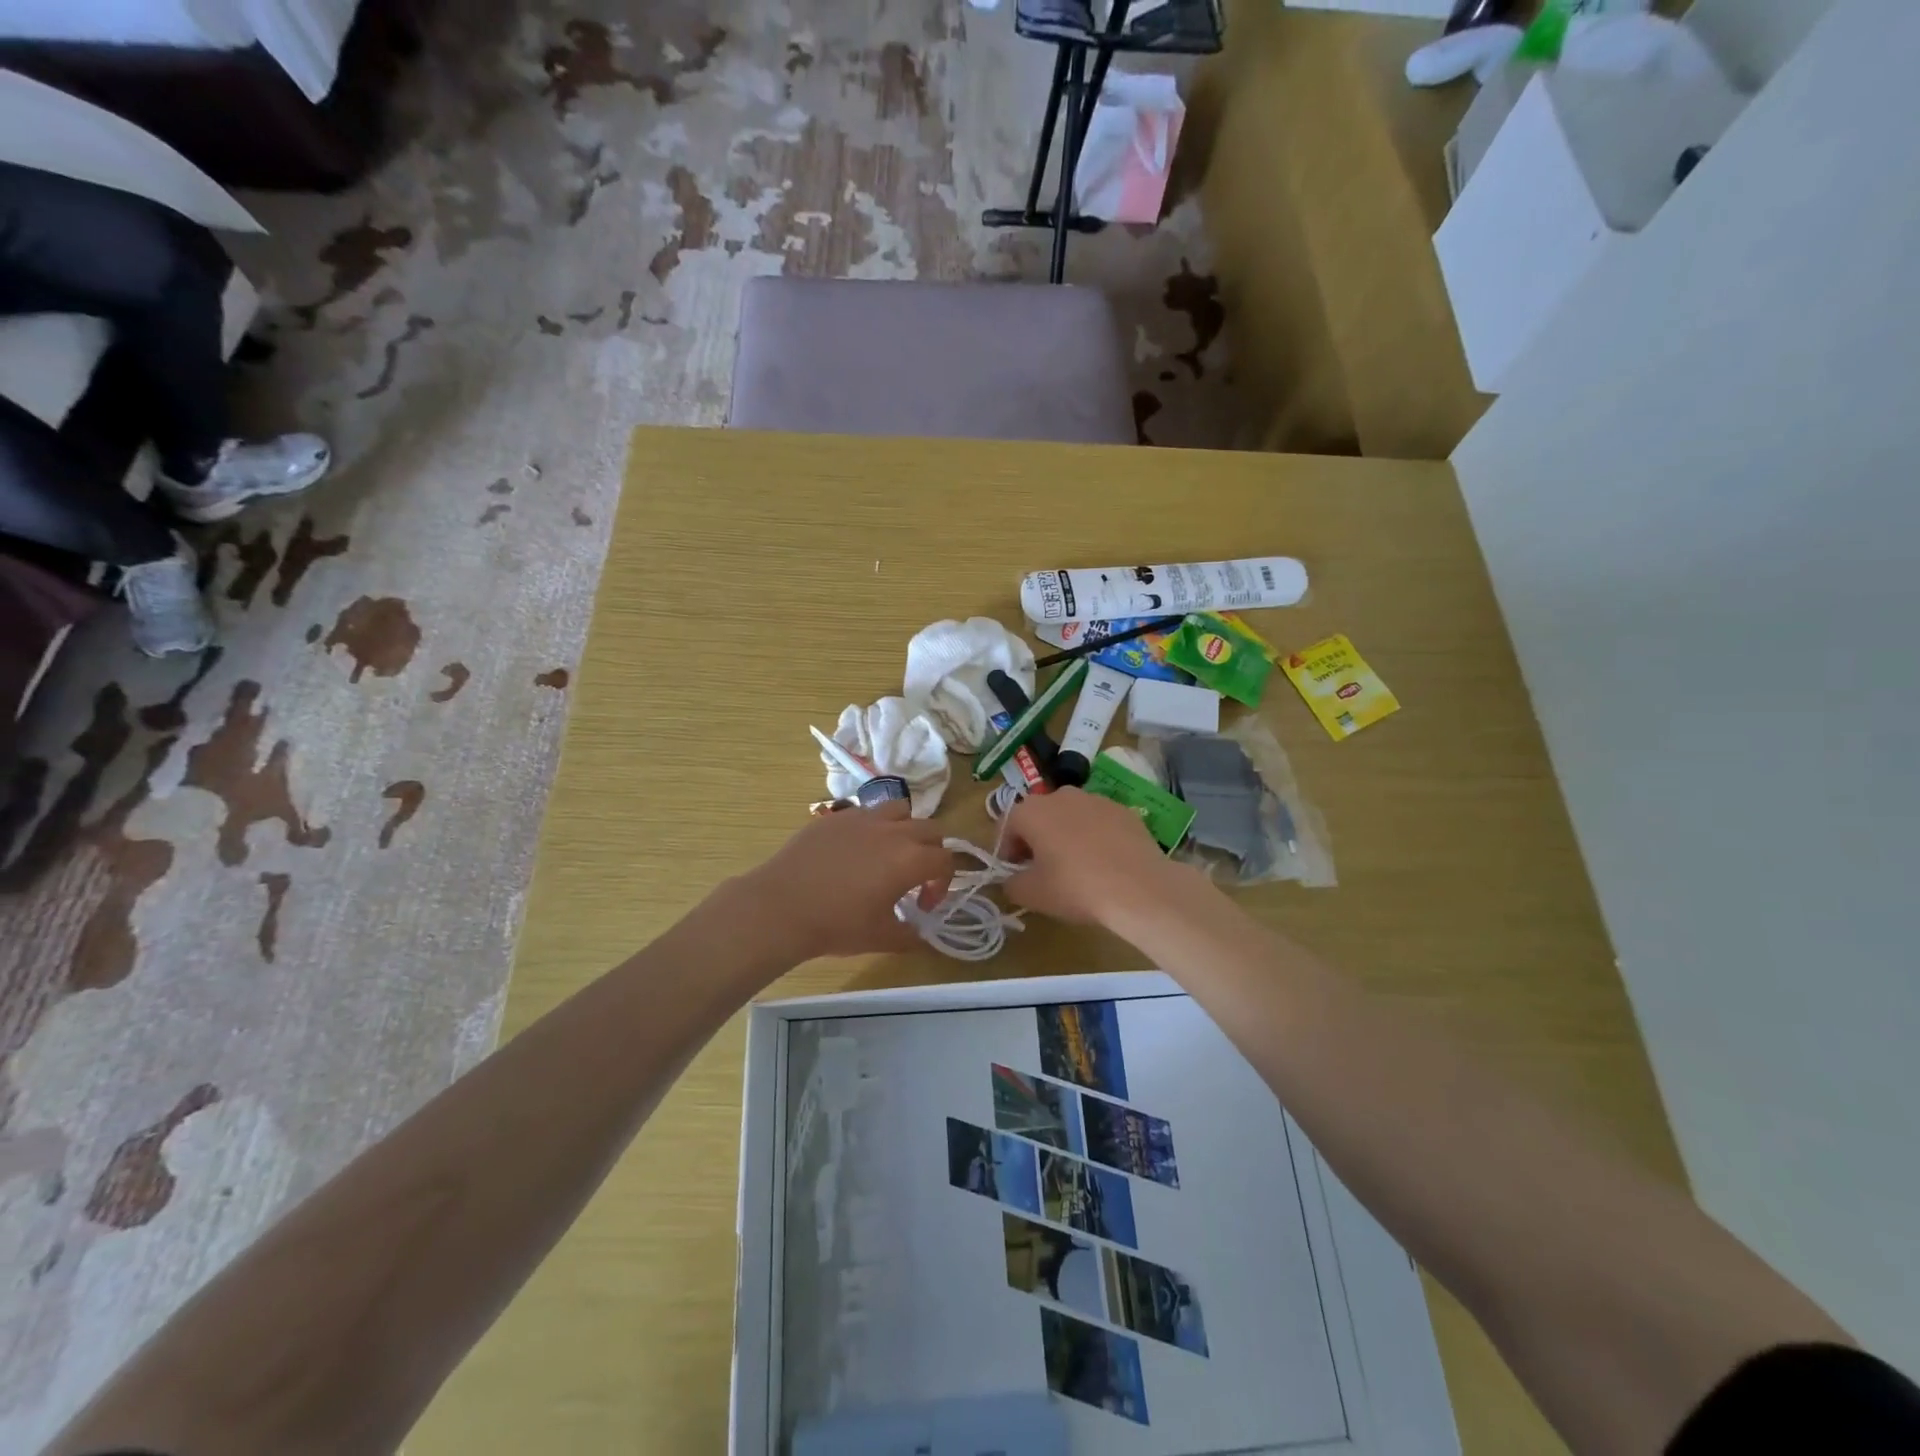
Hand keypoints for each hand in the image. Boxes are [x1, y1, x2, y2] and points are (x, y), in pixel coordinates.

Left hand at [733, 802, 956, 959]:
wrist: (781, 907)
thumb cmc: (836, 925)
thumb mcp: (880, 938)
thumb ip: (909, 936)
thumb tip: (920, 935)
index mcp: (909, 860)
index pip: (945, 860)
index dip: (942, 883)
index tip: (923, 905)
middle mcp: (892, 831)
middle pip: (931, 829)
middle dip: (932, 852)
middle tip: (916, 876)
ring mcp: (862, 818)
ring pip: (900, 809)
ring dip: (905, 829)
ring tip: (890, 853)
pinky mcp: (836, 817)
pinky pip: (866, 812)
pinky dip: (872, 827)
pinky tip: (855, 851)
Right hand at [1002, 788, 1190, 925]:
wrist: (1139, 888)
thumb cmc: (1075, 888)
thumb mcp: (1031, 894)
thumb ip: (1011, 883)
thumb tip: (1012, 879)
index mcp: (1032, 811)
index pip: (1007, 825)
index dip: (1006, 849)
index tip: (1014, 871)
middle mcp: (1061, 795)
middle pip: (1039, 815)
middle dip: (1035, 839)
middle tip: (1041, 868)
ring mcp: (1096, 799)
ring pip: (1070, 815)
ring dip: (1065, 834)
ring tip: (1075, 865)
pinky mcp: (1123, 810)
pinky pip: (1098, 821)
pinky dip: (1094, 836)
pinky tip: (1103, 862)